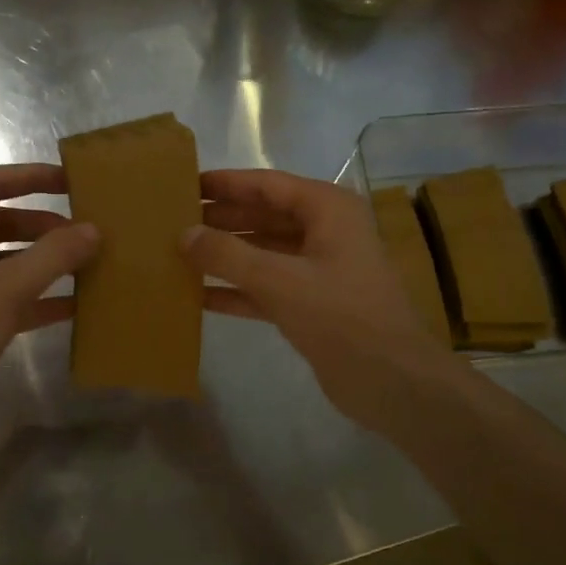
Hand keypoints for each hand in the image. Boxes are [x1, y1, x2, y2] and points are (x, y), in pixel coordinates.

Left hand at [0, 164, 97, 442]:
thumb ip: (53, 256)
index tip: (73, 181)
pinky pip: (5, 295)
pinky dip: (36, 298)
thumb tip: (93, 230)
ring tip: (88, 265)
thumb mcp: (6, 289)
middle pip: (2, 221)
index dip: (33, 177)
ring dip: (44, 262)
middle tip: (88, 232)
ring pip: (6, 260)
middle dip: (44, 225)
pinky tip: (75, 307)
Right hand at [184, 169, 457, 437]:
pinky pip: (267, 287)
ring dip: (226, 255)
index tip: (185, 185)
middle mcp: (325, 232)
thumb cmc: (340, 315)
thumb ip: (227, 254)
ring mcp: (320, 270)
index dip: (225, 184)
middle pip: (264, 216)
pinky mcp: (313, 305)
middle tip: (173, 221)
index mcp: (327, 209)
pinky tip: (199, 296)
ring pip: (264, 253)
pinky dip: (237, 290)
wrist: (392, 380)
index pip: (267, 185)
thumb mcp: (279, 279)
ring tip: (179, 254)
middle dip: (221, 220)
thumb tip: (184, 234)